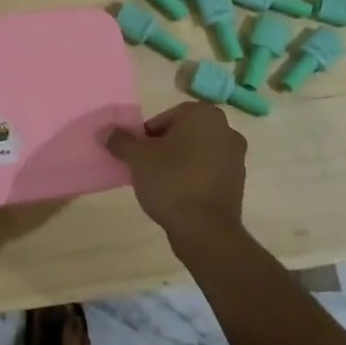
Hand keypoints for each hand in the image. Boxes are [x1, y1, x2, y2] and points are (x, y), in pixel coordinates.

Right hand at [106, 102, 248, 255]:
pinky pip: (208, 171)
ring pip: (197, 152)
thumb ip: (121, 141)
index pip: (165, 117)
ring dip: (179, 162)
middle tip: (146, 167)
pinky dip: (193, 177)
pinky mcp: (239, 182)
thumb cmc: (171, 182)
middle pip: (182, 133)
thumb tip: (106, 132)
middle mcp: (226, 129)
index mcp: (203, 115)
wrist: (206, 230)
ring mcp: (236, 157)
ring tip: (161, 183)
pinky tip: (179, 195)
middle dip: (164, 147)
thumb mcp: (137, 158)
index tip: (138, 155)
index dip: (147, 136)